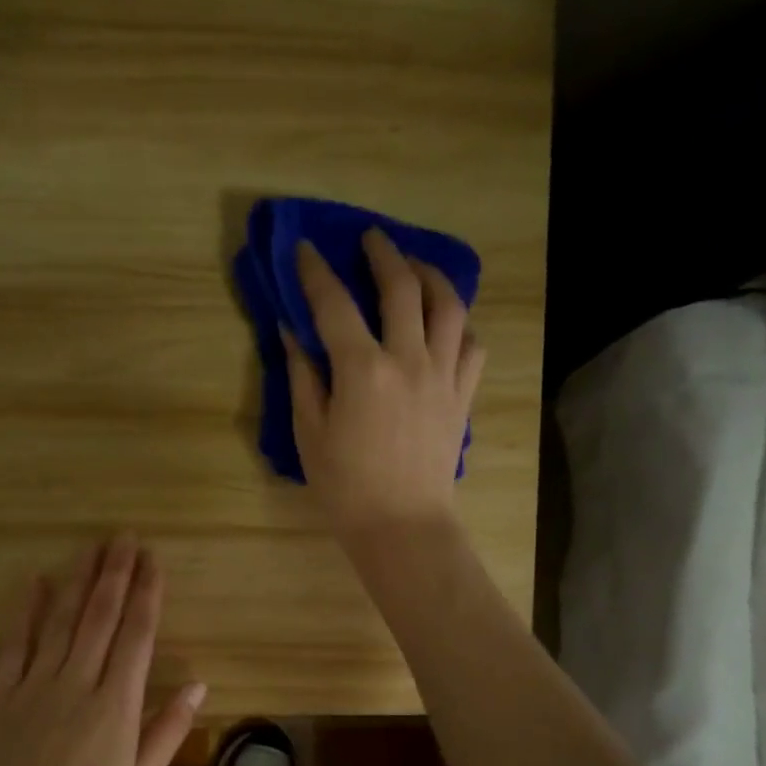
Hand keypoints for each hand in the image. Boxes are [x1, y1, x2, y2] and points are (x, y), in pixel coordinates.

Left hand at [0, 535, 206, 765]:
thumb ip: (167, 730)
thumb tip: (198, 684)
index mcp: (117, 705)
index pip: (137, 636)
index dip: (147, 595)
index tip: (154, 562)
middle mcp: (79, 683)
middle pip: (100, 617)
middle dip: (116, 574)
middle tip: (125, 537)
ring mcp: (36, 686)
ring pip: (61, 621)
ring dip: (78, 580)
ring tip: (92, 548)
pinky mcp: (3, 696)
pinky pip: (15, 645)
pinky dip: (25, 611)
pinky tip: (35, 582)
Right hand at [282, 229, 485, 546]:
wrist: (403, 526)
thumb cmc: (346, 488)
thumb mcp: (309, 434)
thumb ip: (303, 377)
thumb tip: (293, 333)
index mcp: (363, 370)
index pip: (335, 305)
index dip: (316, 272)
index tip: (306, 248)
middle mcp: (409, 360)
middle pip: (402, 287)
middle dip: (383, 254)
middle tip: (371, 239)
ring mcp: (443, 375)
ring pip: (448, 306)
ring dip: (431, 275)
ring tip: (415, 266)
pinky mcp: (463, 396)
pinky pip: (472, 345)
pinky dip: (460, 324)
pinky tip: (446, 322)